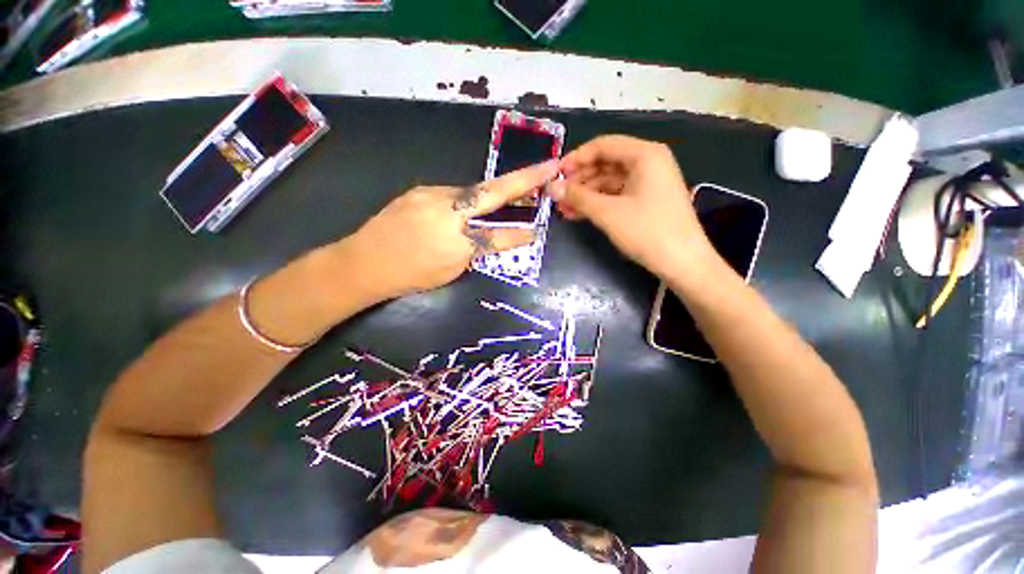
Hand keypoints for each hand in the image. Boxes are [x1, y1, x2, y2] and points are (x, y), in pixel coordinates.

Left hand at [343, 160, 559, 297]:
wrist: (362, 262)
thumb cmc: (409, 275)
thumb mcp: (450, 271)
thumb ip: (475, 251)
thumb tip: (490, 236)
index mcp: (455, 240)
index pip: (498, 235)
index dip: (520, 232)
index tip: (538, 227)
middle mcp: (446, 211)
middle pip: (491, 193)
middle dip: (522, 180)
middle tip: (545, 169)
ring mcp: (431, 195)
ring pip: (469, 194)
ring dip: (483, 198)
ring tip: (494, 202)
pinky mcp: (419, 190)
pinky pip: (450, 195)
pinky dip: (460, 202)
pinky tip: (454, 212)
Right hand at [550, 135, 714, 276]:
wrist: (683, 263)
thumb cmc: (647, 232)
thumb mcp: (608, 213)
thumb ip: (578, 197)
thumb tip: (552, 187)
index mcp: (644, 155)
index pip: (602, 145)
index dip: (576, 158)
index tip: (555, 174)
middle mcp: (648, 162)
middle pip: (605, 163)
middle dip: (579, 179)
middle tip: (557, 195)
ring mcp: (648, 182)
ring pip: (609, 181)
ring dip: (585, 194)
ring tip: (563, 208)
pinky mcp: (646, 200)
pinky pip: (616, 195)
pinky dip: (597, 203)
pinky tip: (578, 214)